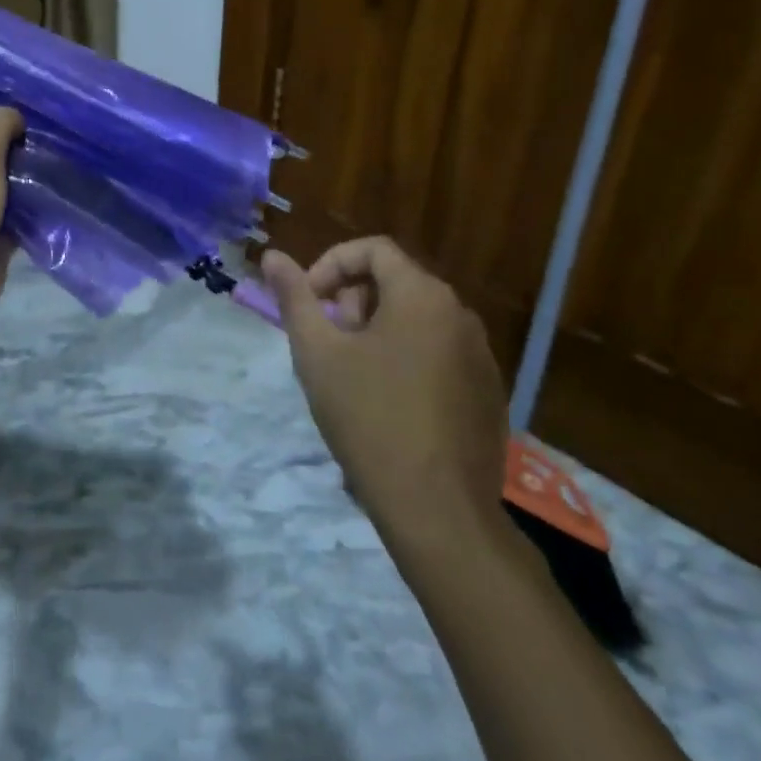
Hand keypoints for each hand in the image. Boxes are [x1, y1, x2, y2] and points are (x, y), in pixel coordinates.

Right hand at [263, 238, 507, 542]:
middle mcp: (460, 315)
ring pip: (418, 319)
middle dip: (354, 300)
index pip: (373, 249)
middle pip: (397, 282)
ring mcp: (481, 356)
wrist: (437, 511)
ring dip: (378, 330)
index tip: (309, 301)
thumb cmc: (369, 417)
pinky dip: (408, 359)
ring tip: (353, 375)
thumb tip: (271, 256)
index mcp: (423, 295)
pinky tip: (389, 403)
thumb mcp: (317, 352)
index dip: (331, 264)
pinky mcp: (489, 394)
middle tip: (329, 342)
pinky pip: (440, 354)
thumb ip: (294, 296)